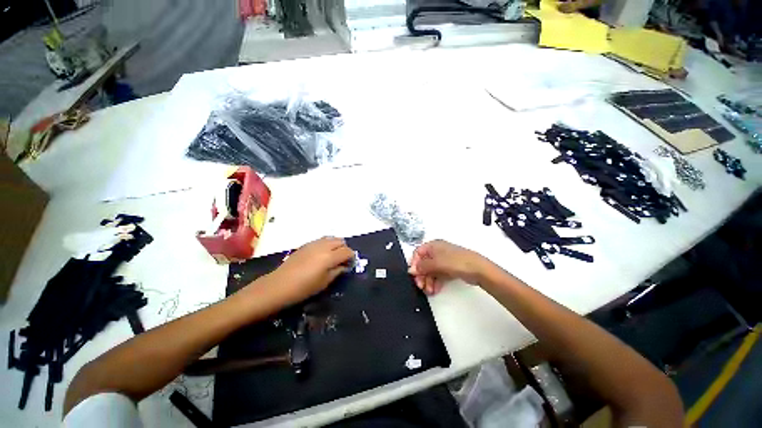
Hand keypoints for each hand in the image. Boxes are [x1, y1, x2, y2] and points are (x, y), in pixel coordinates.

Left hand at [267, 237, 353, 304]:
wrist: (279, 285)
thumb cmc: (304, 288)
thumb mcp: (324, 282)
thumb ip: (338, 271)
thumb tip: (345, 266)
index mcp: (330, 257)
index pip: (347, 251)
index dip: (352, 257)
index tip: (350, 264)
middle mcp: (324, 246)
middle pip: (341, 241)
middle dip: (345, 249)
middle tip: (342, 260)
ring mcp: (314, 243)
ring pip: (331, 238)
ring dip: (336, 245)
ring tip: (333, 256)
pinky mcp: (306, 244)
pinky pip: (322, 240)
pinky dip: (327, 244)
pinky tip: (322, 254)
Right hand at [408, 240, 490, 294]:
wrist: (478, 269)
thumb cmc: (456, 262)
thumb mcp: (436, 263)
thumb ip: (422, 266)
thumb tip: (411, 270)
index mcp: (433, 245)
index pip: (418, 253)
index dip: (414, 264)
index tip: (414, 275)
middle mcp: (437, 251)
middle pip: (424, 263)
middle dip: (422, 275)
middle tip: (421, 286)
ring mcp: (444, 260)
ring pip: (431, 270)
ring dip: (428, 280)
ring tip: (429, 291)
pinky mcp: (450, 268)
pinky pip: (438, 275)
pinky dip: (435, 282)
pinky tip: (435, 290)